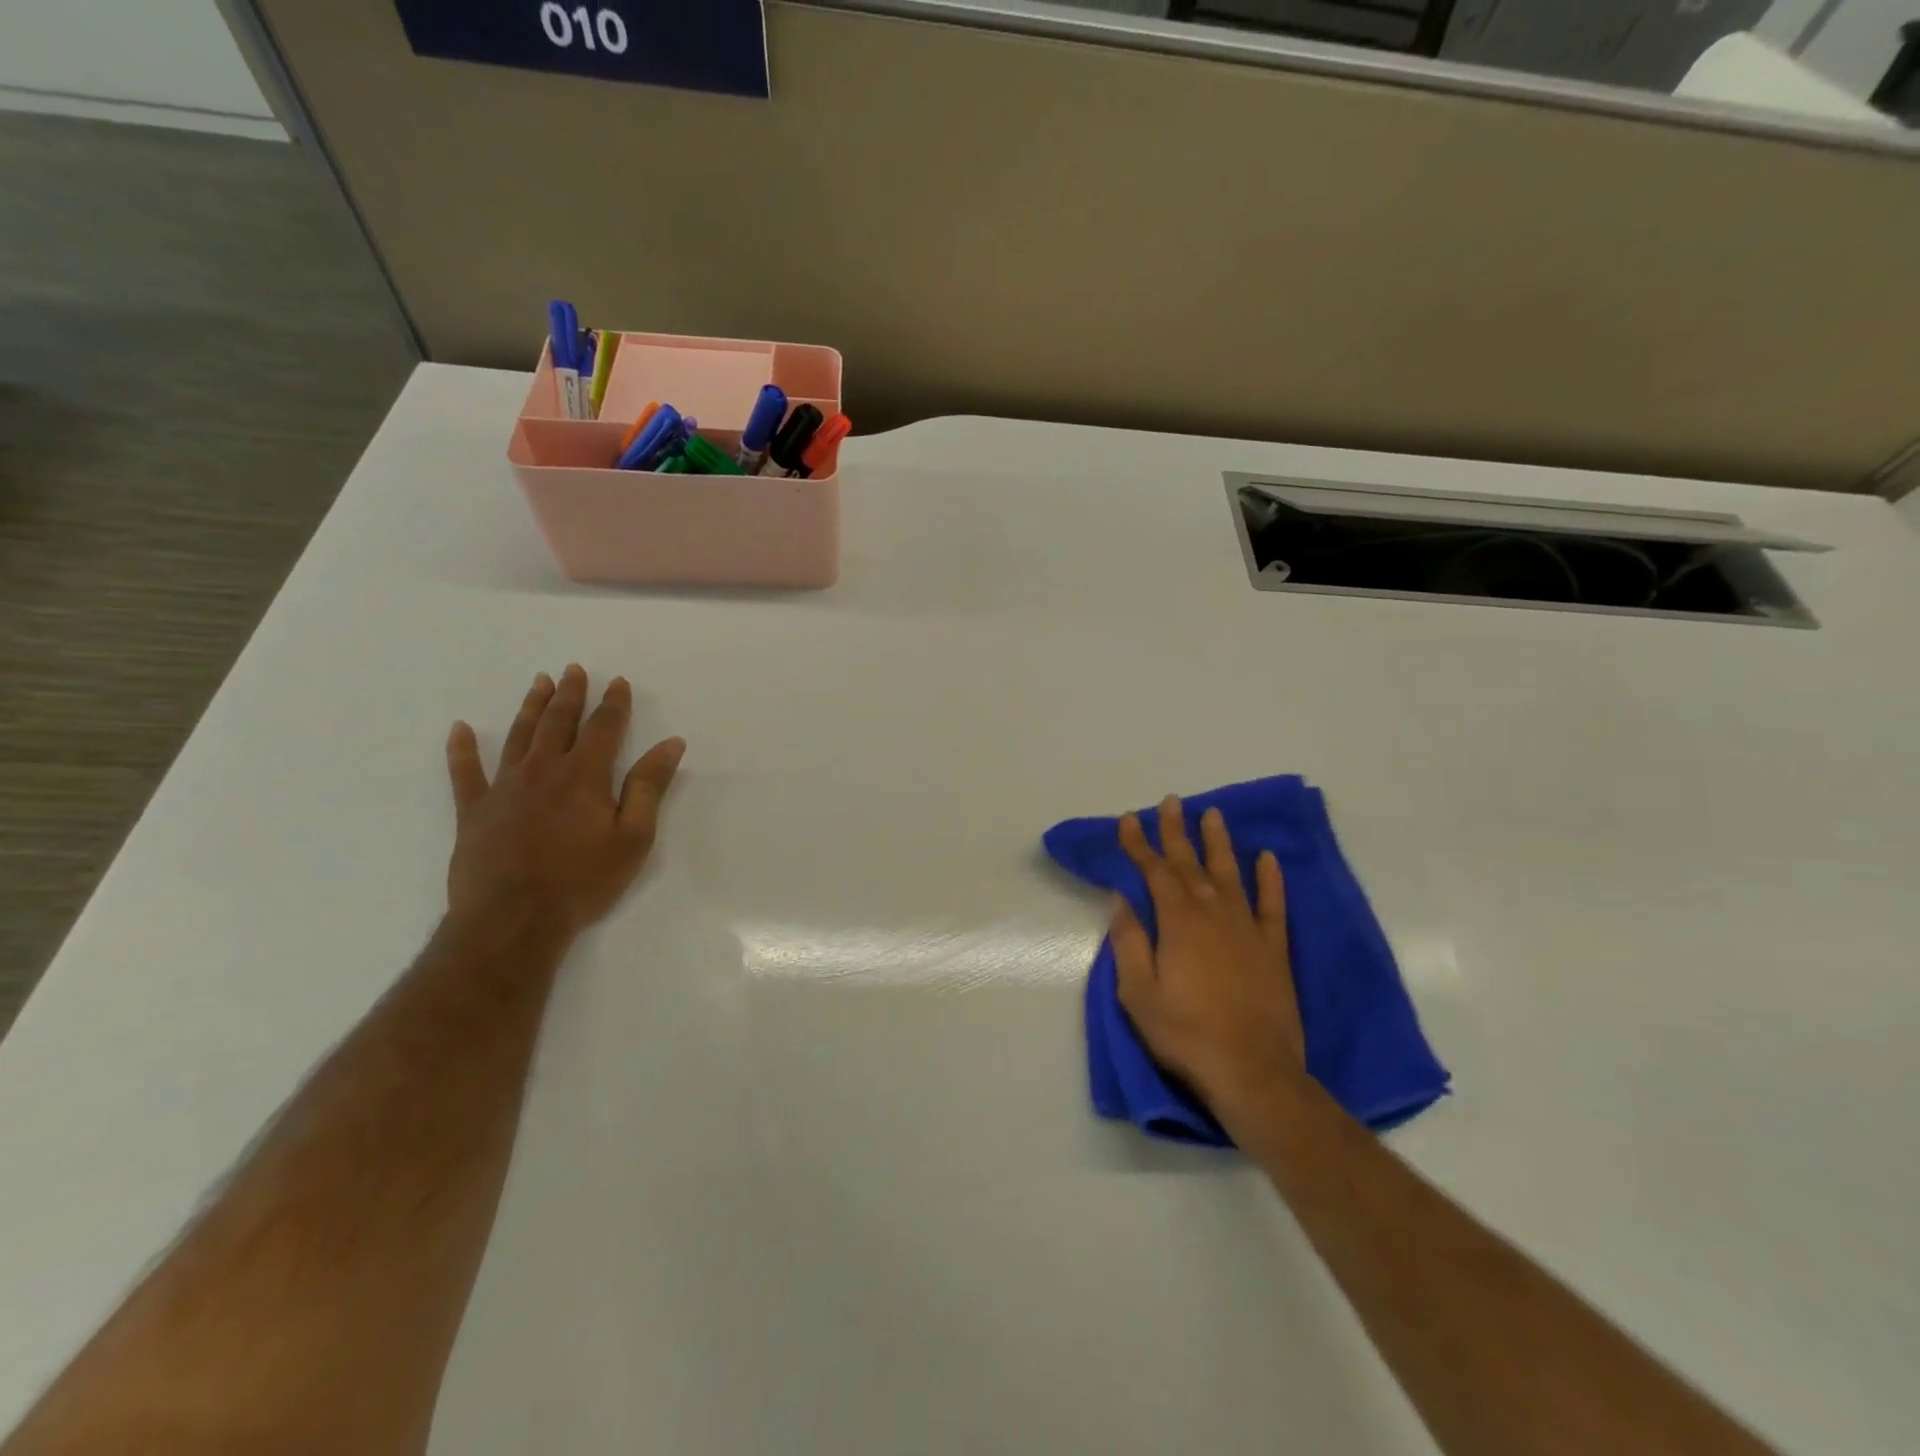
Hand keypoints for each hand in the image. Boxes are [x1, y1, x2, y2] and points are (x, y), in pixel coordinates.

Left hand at [444, 665, 684, 936]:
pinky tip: (459, 729)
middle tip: (573, 670)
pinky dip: (461, 749)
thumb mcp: (633, 837)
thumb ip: (649, 787)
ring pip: (518, 736)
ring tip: (539, 683)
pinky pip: (464, 772)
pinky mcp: (473, 811)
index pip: (603, 728)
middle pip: (558, 722)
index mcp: (584, 775)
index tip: (618, 682)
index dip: (613, 703)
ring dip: (531, 707)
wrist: (512, 919)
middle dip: (570, 694)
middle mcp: (542, 770)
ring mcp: (503, 788)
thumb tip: (670, 743)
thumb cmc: (583, 880)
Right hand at [1110, 797, 1304, 1129]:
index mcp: (1177, 922)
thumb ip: (1129, 941)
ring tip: (1212, 813)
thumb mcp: (1138, 992)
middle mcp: (1213, 914)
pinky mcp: (1274, 949)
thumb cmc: (1185, 1033)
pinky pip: (1272, 905)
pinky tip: (1267, 858)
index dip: (1140, 844)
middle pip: (1191, 863)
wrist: (1252, 1071)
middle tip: (1170, 801)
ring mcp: (1247, 929)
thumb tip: (1121, 900)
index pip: (1154, 871)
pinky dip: (1270, 880)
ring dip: (1219, 842)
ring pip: (1231, 873)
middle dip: (1176, 831)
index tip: (1129, 820)